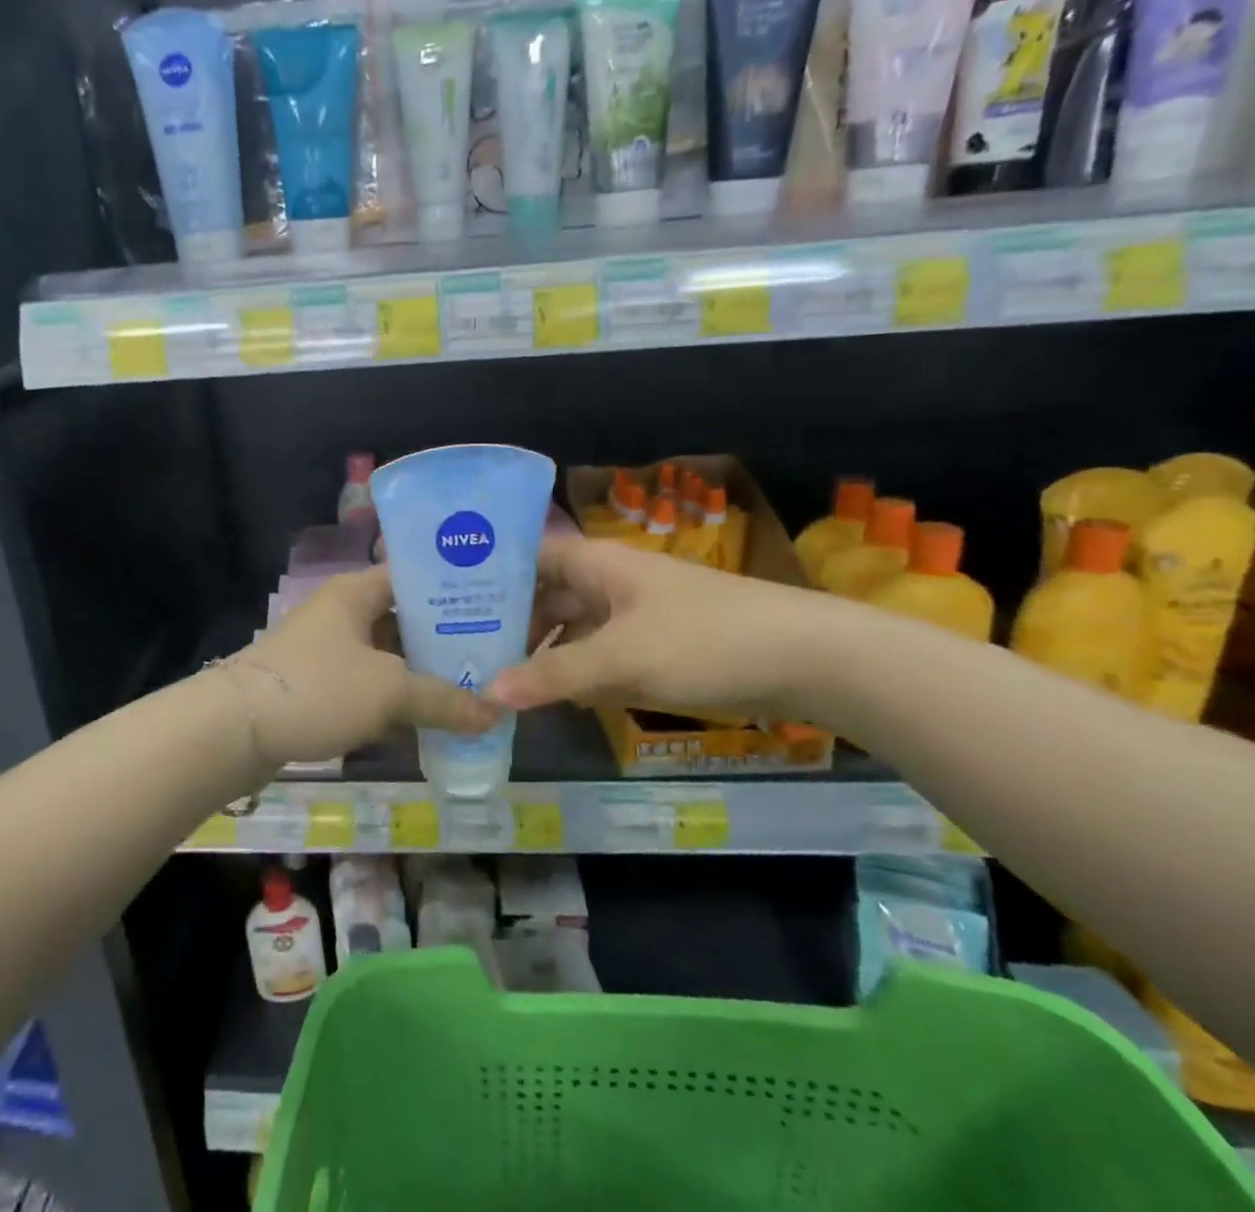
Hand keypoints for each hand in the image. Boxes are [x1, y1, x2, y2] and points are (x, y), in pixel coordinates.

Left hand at [231, 566, 501, 769]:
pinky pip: (368, 685)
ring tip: (471, 690)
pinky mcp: (318, 684)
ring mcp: (327, 649)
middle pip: (404, 619)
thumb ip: (445, 700)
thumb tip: (497, 713)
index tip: (496, 609)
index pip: (415, 576)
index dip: (455, 590)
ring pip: (387, 656)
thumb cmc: (318, 689)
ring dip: (421, 675)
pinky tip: (427, 722)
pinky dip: (394, 700)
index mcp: (356, 592)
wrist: (235, 730)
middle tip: (491, 658)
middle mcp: (342, 612)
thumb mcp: (389, 691)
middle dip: (444, 640)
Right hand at [492, 536, 828, 720]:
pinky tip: (550, 697)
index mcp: (596, 564)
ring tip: (494, 679)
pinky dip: (574, 671)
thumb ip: (554, 676)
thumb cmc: (704, 640)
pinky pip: (598, 654)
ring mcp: (633, 615)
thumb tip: (488, 695)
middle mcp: (608, 582)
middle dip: (509, 621)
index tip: (447, 601)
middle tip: (461, 652)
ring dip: (541, 651)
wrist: (807, 659)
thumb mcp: (622, 659)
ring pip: (572, 628)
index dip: (490, 574)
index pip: (528, 557)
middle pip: (545, 595)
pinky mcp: (654, 647)